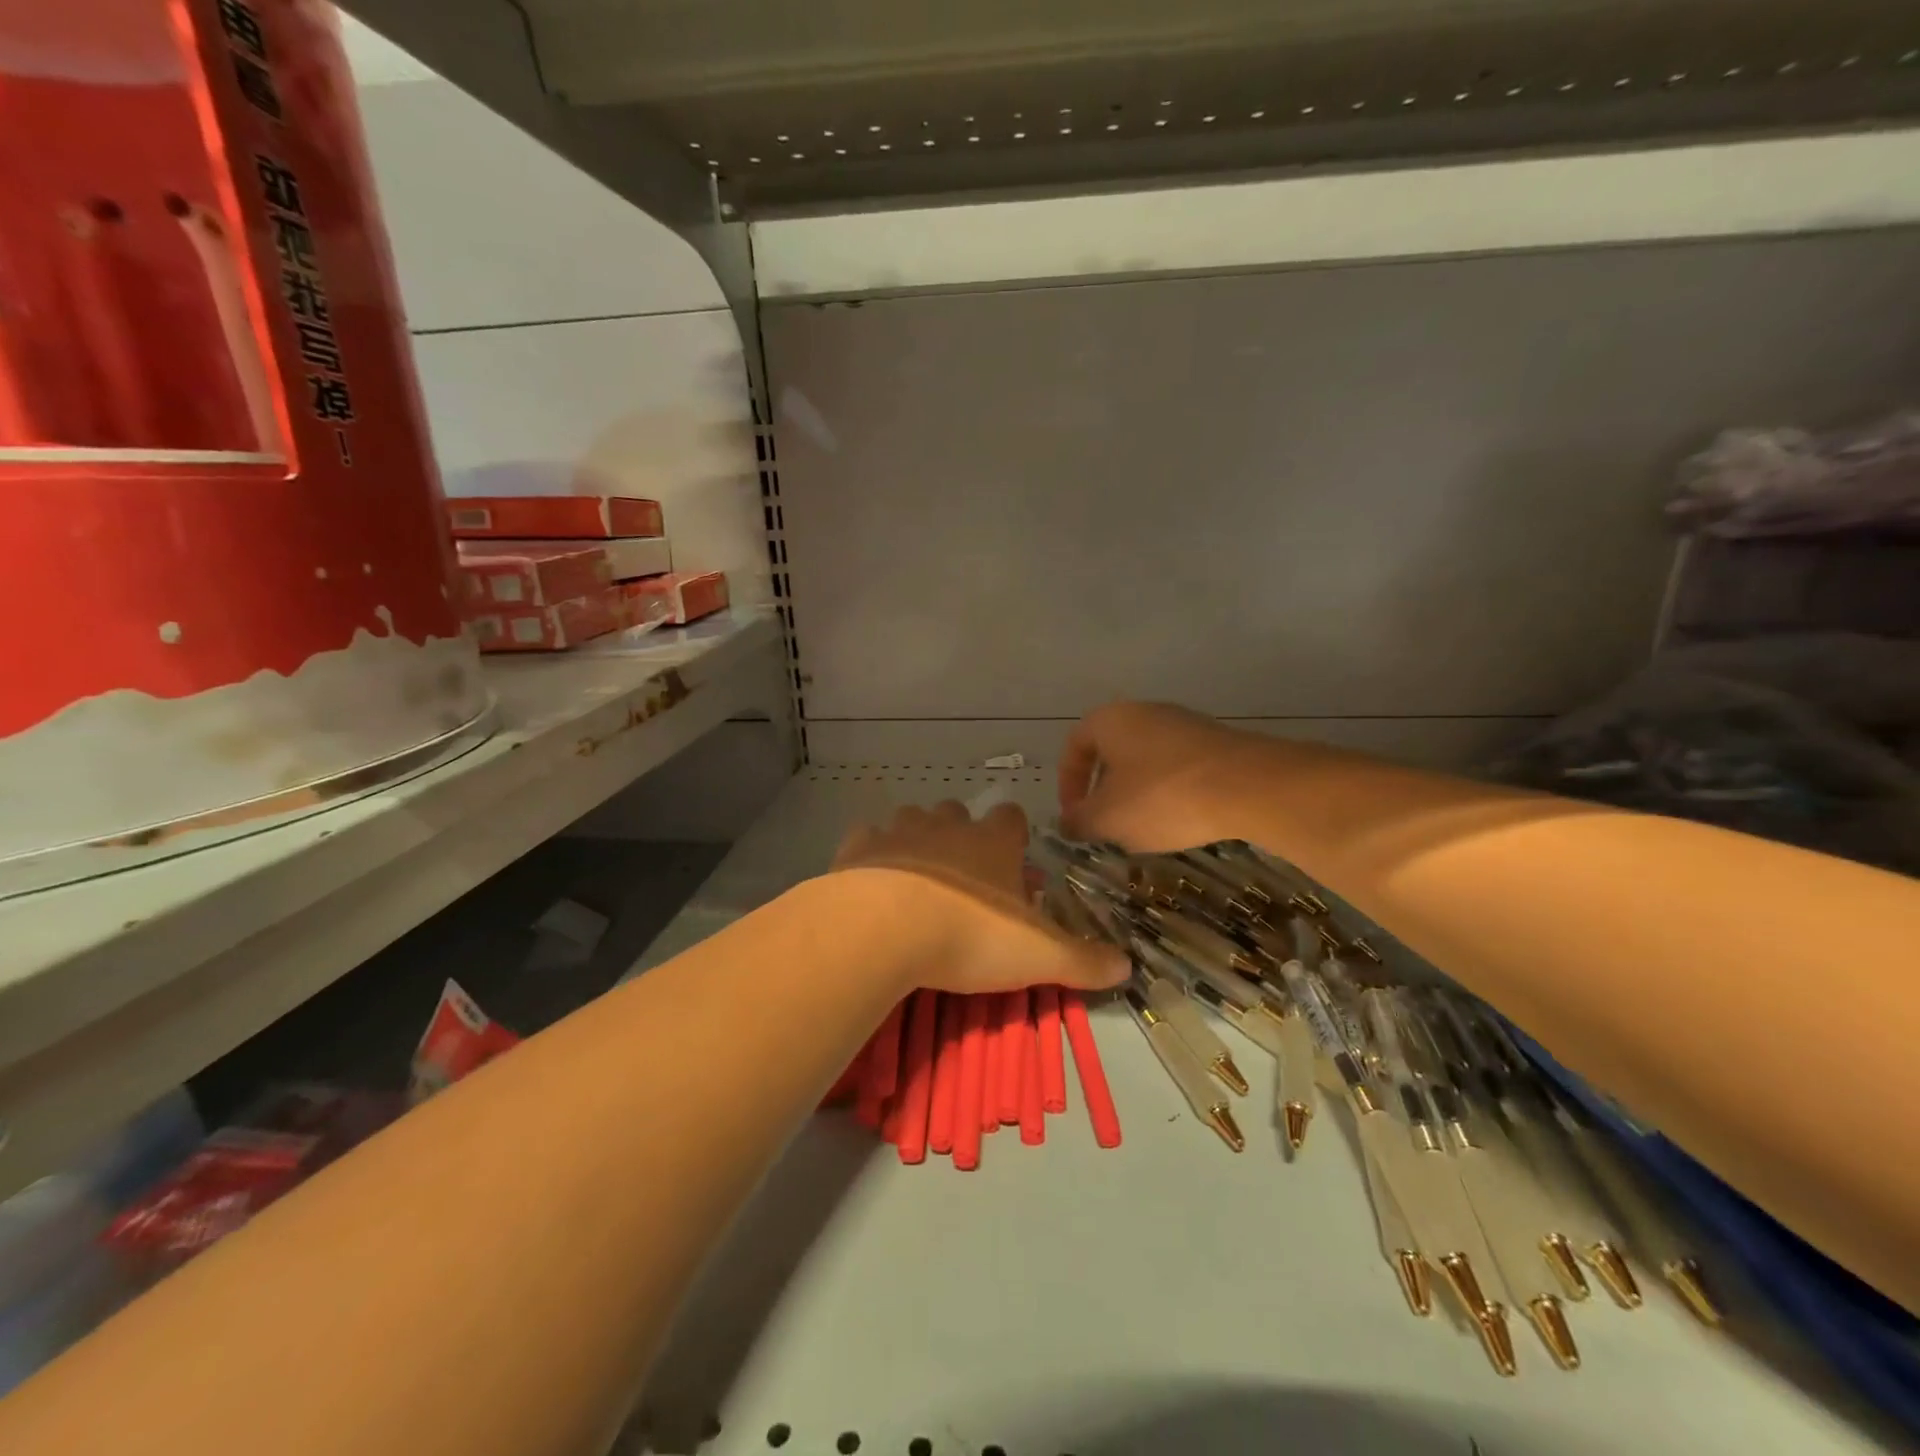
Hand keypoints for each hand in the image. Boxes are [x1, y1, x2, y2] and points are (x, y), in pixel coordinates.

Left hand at [833, 801, 1126, 994]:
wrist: (885, 928)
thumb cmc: (971, 934)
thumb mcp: (1040, 956)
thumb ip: (1084, 960)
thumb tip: (1128, 967)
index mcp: (993, 841)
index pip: (1013, 818)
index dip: (1016, 837)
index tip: (1016, 865)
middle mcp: (948, 825)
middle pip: (959, 813)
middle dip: (964, 836)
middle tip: (967, 879)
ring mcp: (900, 831)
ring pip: (914, 820)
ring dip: (919, 840)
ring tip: (920, 878)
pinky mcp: (859, 847)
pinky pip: (868, 839)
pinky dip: (874, 853)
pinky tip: (873, 879)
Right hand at [1059, 701, 1261, 850]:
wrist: (1248, 786)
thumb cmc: (1161, 797)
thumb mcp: (1108, 818)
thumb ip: (1079, 822)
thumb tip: (1067, 823)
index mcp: (1110, 721)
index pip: (1074, 747)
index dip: (1067, 784)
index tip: (1075, 816)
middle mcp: (1145, 712)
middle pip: (1111, 752)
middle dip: (1104, 791)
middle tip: (1106, 825)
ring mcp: (1185, 724)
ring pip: (1145, 761)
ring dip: (1137, 794)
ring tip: (1143, 829)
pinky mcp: (1216, 743)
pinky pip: (1178, 768)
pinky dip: (1170, 793)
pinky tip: (1181, 820)